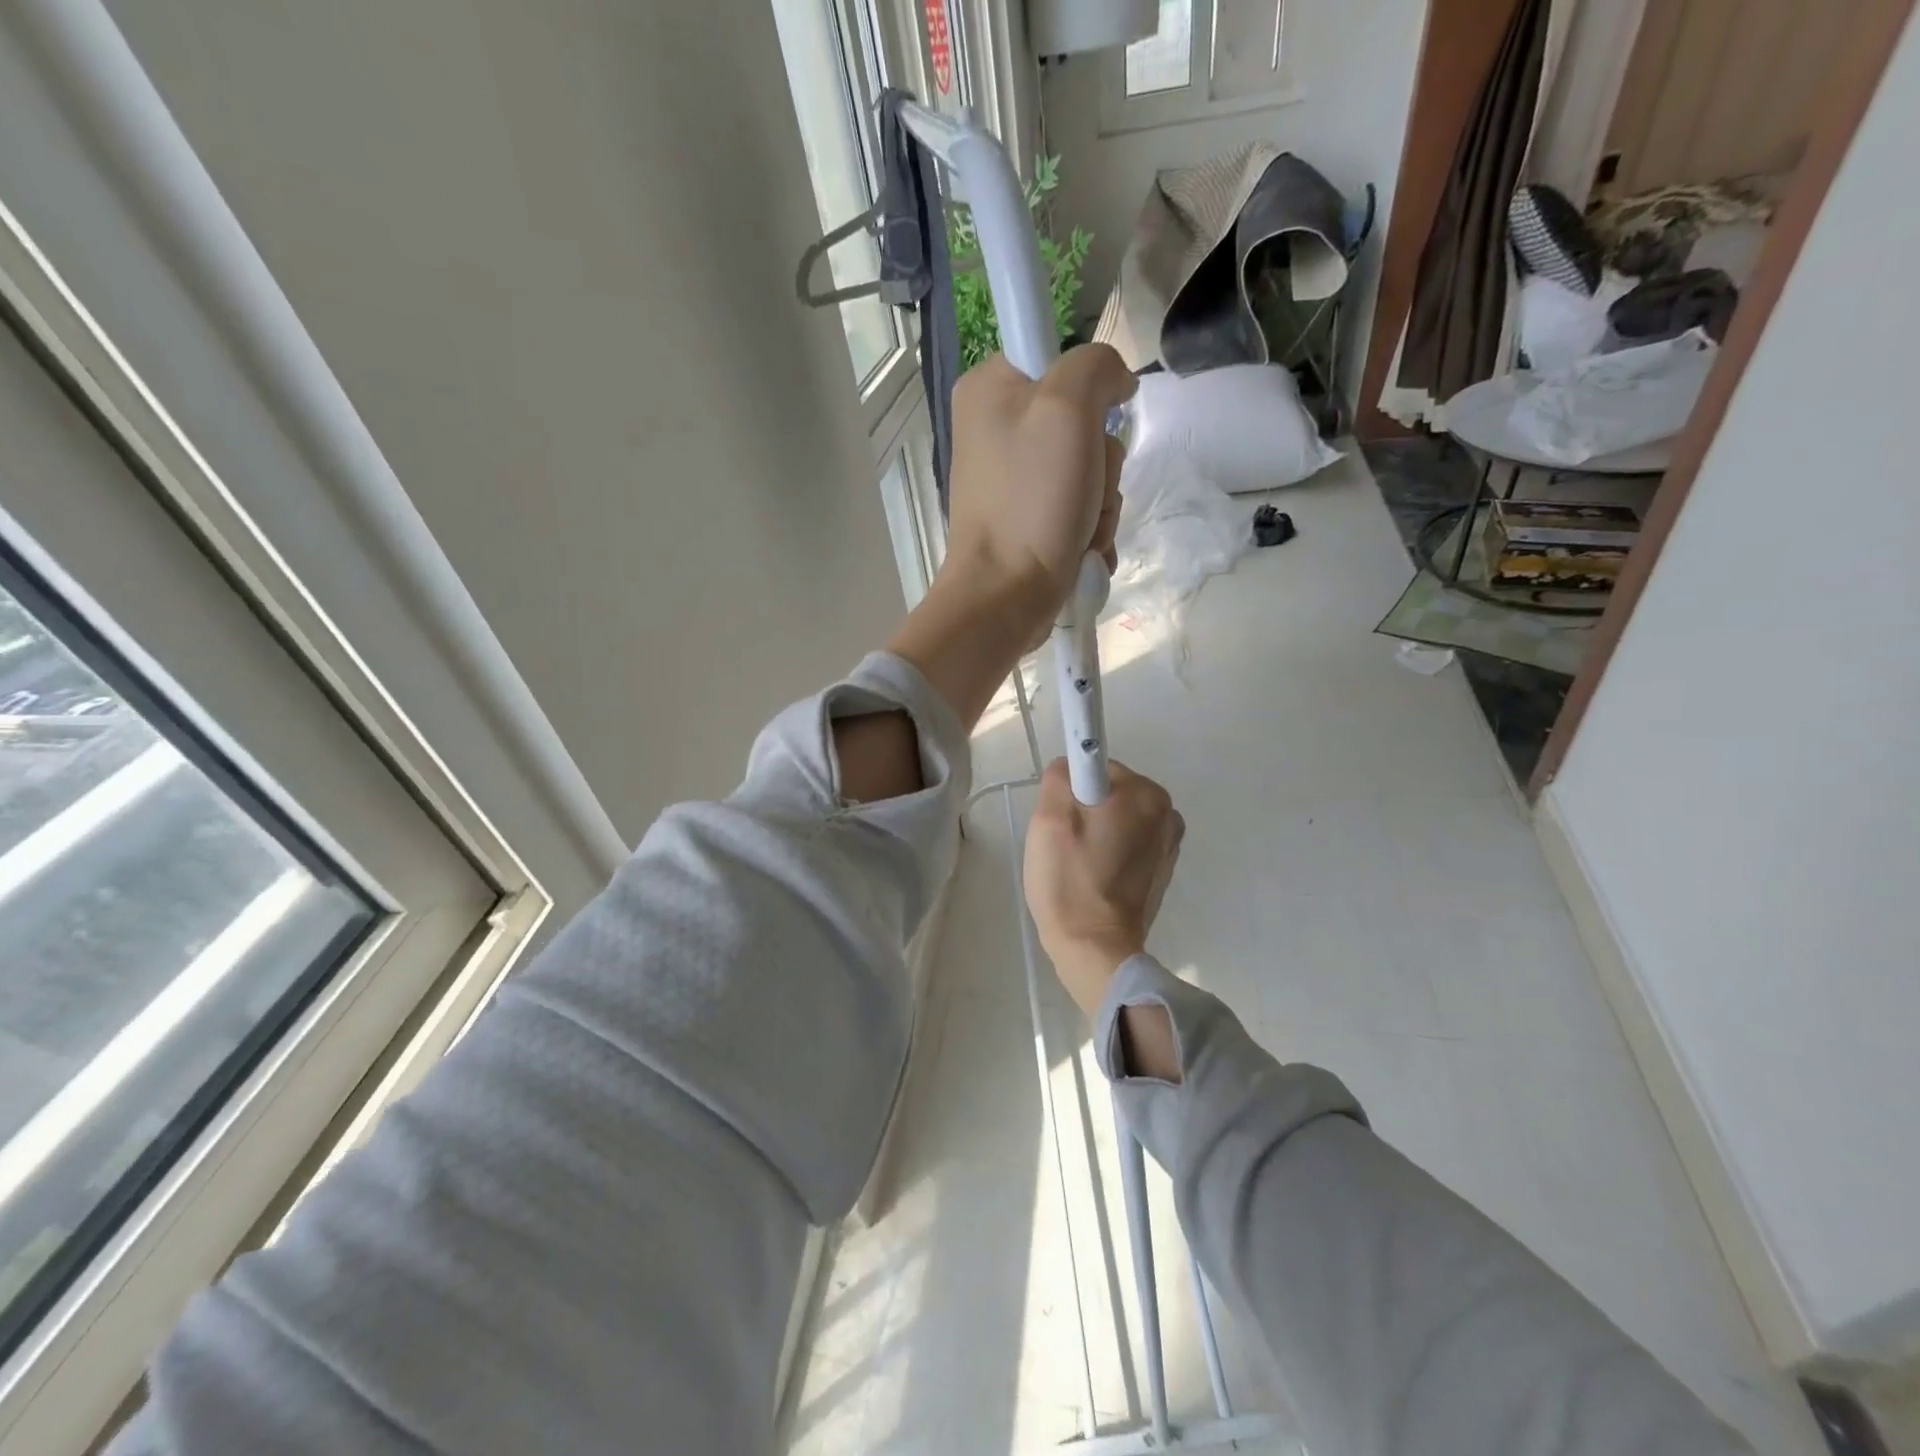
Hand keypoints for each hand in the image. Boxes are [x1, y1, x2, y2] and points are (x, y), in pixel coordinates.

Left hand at [944, 345, 1134, 641]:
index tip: (1097, 422)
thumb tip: (1115, 382)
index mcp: (990, 389)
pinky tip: (1081, 549)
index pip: (1060, 358)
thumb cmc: (1032, 501)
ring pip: (1088, 470)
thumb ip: (1096, 367)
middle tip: (1086, 489)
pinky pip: (1078, 508)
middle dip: (1100, 463)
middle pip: (1083, 421)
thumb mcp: (1068, 408)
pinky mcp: (1027, 519)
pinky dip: (1089, 530)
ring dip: (1100, 503)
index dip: (1091, 390)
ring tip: (1081, 529)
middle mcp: (995, 429)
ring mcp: (1012, 480)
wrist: (1006, 596)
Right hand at [1023, 758, 1184, 1017]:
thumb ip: (1061, 776)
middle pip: (1107, 793)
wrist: (1095, 948)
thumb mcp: (1050, 819)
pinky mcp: (1161, 869)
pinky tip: (1093, 878)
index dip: (1071, 791)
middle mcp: (1167, 813)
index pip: (1096, 768)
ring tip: (1077, 865)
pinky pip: (1125, 843)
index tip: (1060, 821)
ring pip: (1115, 819)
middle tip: (1063, 845)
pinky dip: (1108, 853)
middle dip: (1082, 811)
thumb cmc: (1071, 881)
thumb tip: (1070, 767)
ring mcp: (1168, 843)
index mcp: (1146, 794)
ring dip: (1094, 833)